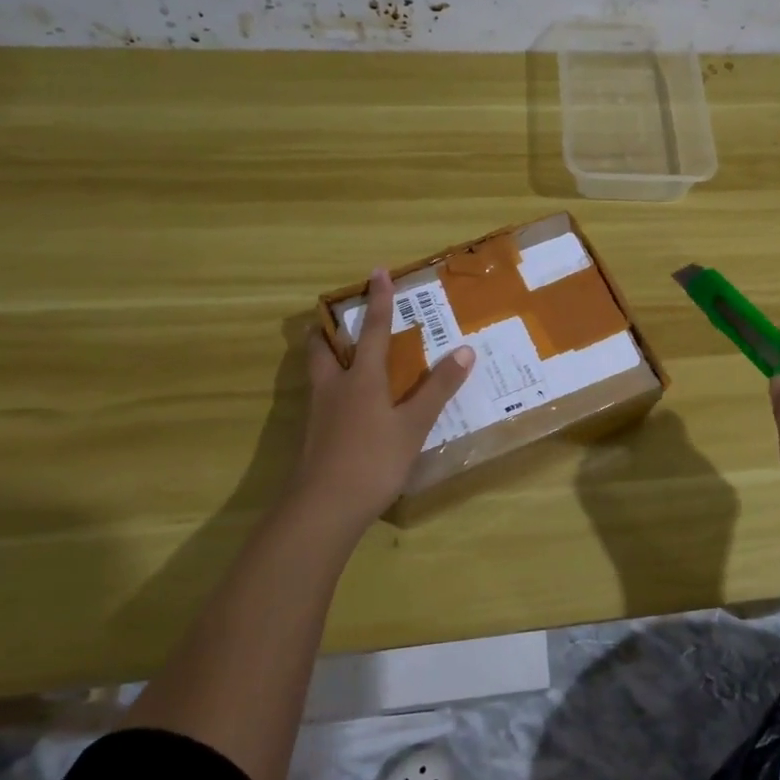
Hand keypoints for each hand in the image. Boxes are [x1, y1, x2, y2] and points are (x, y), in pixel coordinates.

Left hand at [286, 269, 475, 539]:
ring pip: (318, 372)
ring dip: (328, 356)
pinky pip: (322, 398)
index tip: (377, 272)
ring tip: (343, 355)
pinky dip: (333, 387)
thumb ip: (438, 388)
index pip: (374, 329)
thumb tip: (465, 349)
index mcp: (362, 377)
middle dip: (330, 328)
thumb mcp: (414, 424)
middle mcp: (335, 386)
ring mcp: (319, 412)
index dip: (379, 300)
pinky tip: (348, 405)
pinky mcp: (314, 436)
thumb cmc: (373, 460)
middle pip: (324, 347)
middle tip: (338, 318)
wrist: (323, 508)